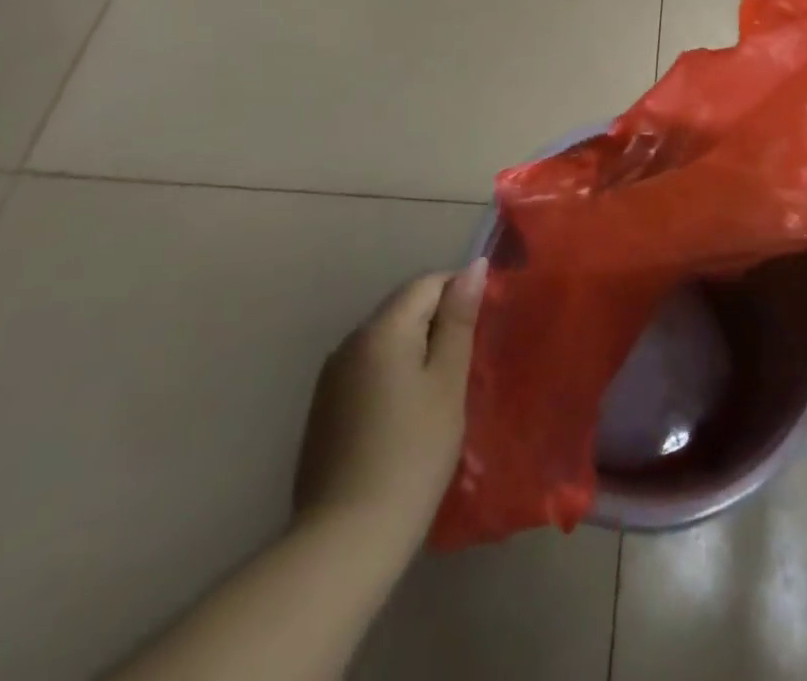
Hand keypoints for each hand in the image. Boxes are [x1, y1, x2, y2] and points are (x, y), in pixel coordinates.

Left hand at [293, 260, 486, 530]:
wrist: (345, 540)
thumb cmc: (412, 452)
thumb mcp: (448, 382)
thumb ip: (459, 320)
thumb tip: (474, 267)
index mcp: (381, 329)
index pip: (427, 283)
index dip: (460, 293)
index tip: (482, 328)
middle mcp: (350, 342)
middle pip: (404, 308)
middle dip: (439, 322)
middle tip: (467, 362)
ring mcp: (331, 378)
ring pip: (387, 340)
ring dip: (417, 350)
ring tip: (442, 390)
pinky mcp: (324, 410)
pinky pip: (369, 369)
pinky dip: (394, 375)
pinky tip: (408, 414)